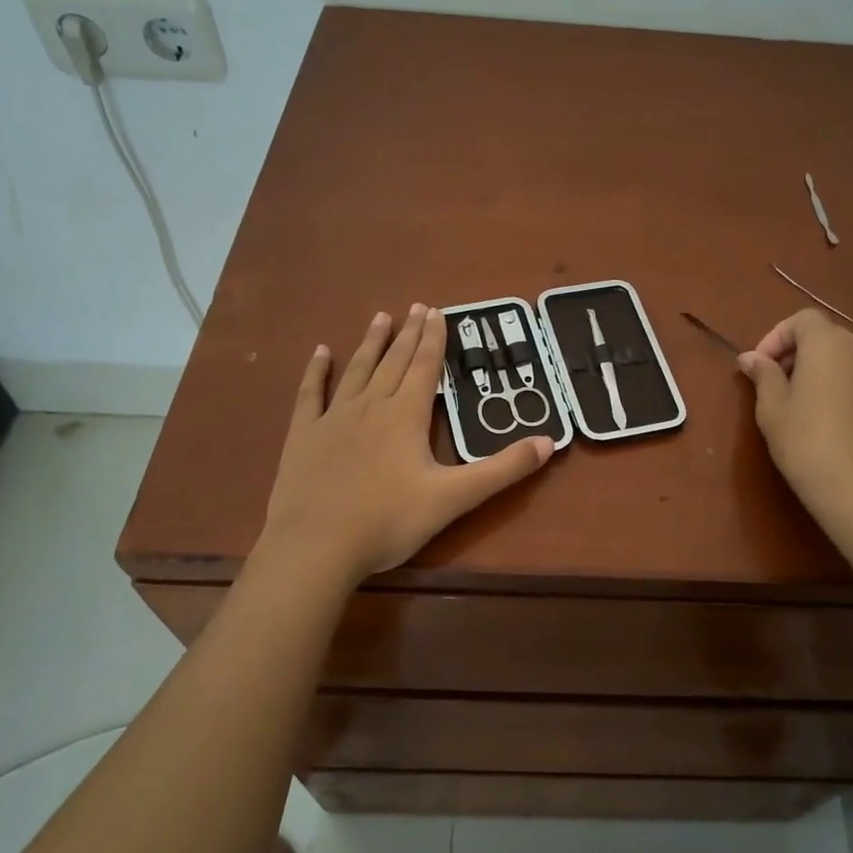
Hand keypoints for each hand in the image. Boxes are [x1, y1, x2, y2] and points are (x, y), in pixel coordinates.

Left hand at [261, 304, 554, 580]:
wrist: (317, 546)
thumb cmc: (389, 521)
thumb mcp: (455, 498)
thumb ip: (502, 469)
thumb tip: (549, 442)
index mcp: (406, 415)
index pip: (424, 367)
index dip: (434, 339)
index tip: (438, 311)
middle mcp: (371, 406)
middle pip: (393, 362)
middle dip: (408, 334)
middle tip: (417, 306)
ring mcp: (333, 418)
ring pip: (357, 370)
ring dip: (371, 344)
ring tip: (381, 317)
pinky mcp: (303, 435)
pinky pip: (311, 393)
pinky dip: (317, 371)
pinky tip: (320, 352)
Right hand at [737, 310, 852, 541]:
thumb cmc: (806, 441)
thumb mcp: (772, 408)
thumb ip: (763, 375)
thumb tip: (750, 357)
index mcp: (827, 344)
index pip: (801, 320)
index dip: (775, 336)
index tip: (758, 366)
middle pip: (821, 335)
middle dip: (791, 352)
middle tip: (769, 383)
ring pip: (836, 357)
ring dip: (810, 368)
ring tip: (789, 402)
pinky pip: (849, 376)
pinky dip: (829, 383)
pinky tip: (814, 417)